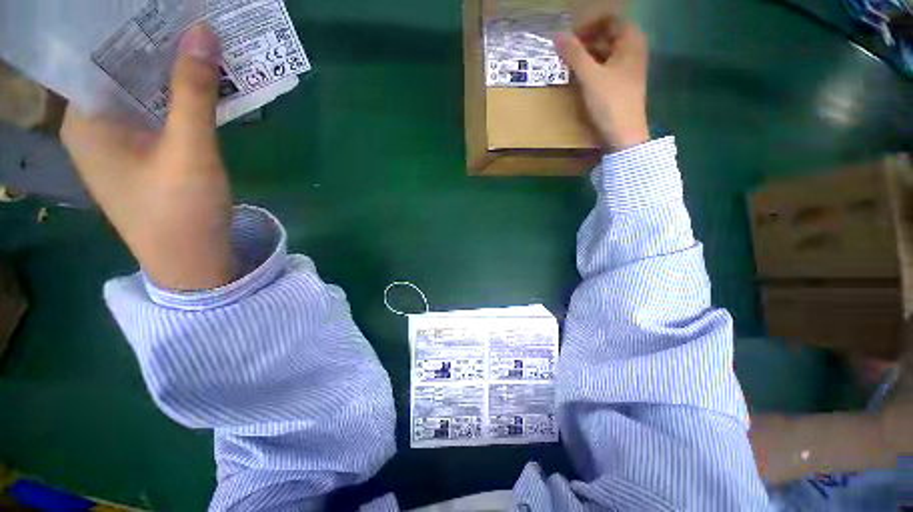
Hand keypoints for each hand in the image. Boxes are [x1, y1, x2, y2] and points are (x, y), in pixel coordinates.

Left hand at [62, 24, 234, 290]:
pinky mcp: (142, 153)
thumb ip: (193, 92)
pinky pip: (155, 111)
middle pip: (119, 69)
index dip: (128, 24)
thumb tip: (203, 31)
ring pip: (140, 90)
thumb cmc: (181, 213)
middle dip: (155, 45)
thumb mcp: (189, 151)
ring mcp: (118, 140)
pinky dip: (176, 96)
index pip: (96, 52)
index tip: (163, 5)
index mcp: (85, 119)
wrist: (192, 262)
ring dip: (170, 71)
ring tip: (200, 47)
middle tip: (191, 20)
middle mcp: (93, 124)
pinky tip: (200, 87)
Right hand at [554, 19, 649, 150]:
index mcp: (631, 41)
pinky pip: (607, 67)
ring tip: (570, 66)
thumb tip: (556, 35)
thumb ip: (574, 54)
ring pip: (606, 52)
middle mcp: (633, 50)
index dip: (588, 26)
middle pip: (607, 35)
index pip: (608, 20)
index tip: (569, 40)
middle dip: (586, 41)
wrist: (624, 134)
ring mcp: (629, 68)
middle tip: (567, 53)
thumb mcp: (590, 76)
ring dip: (588, 56)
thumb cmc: (610, 102)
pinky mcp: (623, 84)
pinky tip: (581, 78)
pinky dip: (593, 68)